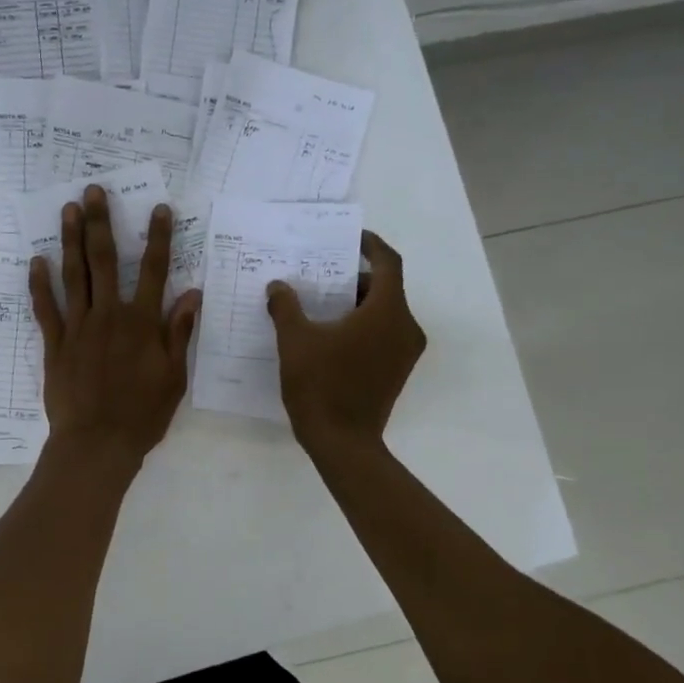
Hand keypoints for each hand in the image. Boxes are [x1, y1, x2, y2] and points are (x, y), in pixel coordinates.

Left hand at [30, 185, 200, 469]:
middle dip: (101, 223)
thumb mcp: (174, 378)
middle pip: (104, 261)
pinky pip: (46, 309)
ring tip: (68, 209)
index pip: (153, 271)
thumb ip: (179, 333)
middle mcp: (109, 316)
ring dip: (70, 240)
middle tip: (94, 191)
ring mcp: (78, 328)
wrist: (97, 443)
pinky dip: (40, 284)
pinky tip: (37, 260)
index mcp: (142, 323)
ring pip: (73, 275)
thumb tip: (192, 294)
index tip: (158, 208)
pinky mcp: (55, 344)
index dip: (158, 238)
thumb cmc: (143, 415)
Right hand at [265, 230, 424, 452]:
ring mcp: (405, 351)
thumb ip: (286, 307)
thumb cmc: (321, 386)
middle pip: (385, 288)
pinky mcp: (398, 370)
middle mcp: (406, 327)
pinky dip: (362, 325)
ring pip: (384, 312)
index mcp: (387, 311)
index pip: (388, 263)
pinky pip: (383, 333)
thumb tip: (278, 287)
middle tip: (321, 275)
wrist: (343, 443)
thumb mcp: (295, 341)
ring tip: (319, 304)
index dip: (370, 245)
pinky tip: (329, 334)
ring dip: (356, 303)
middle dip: (354, 278)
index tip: (349, 239)